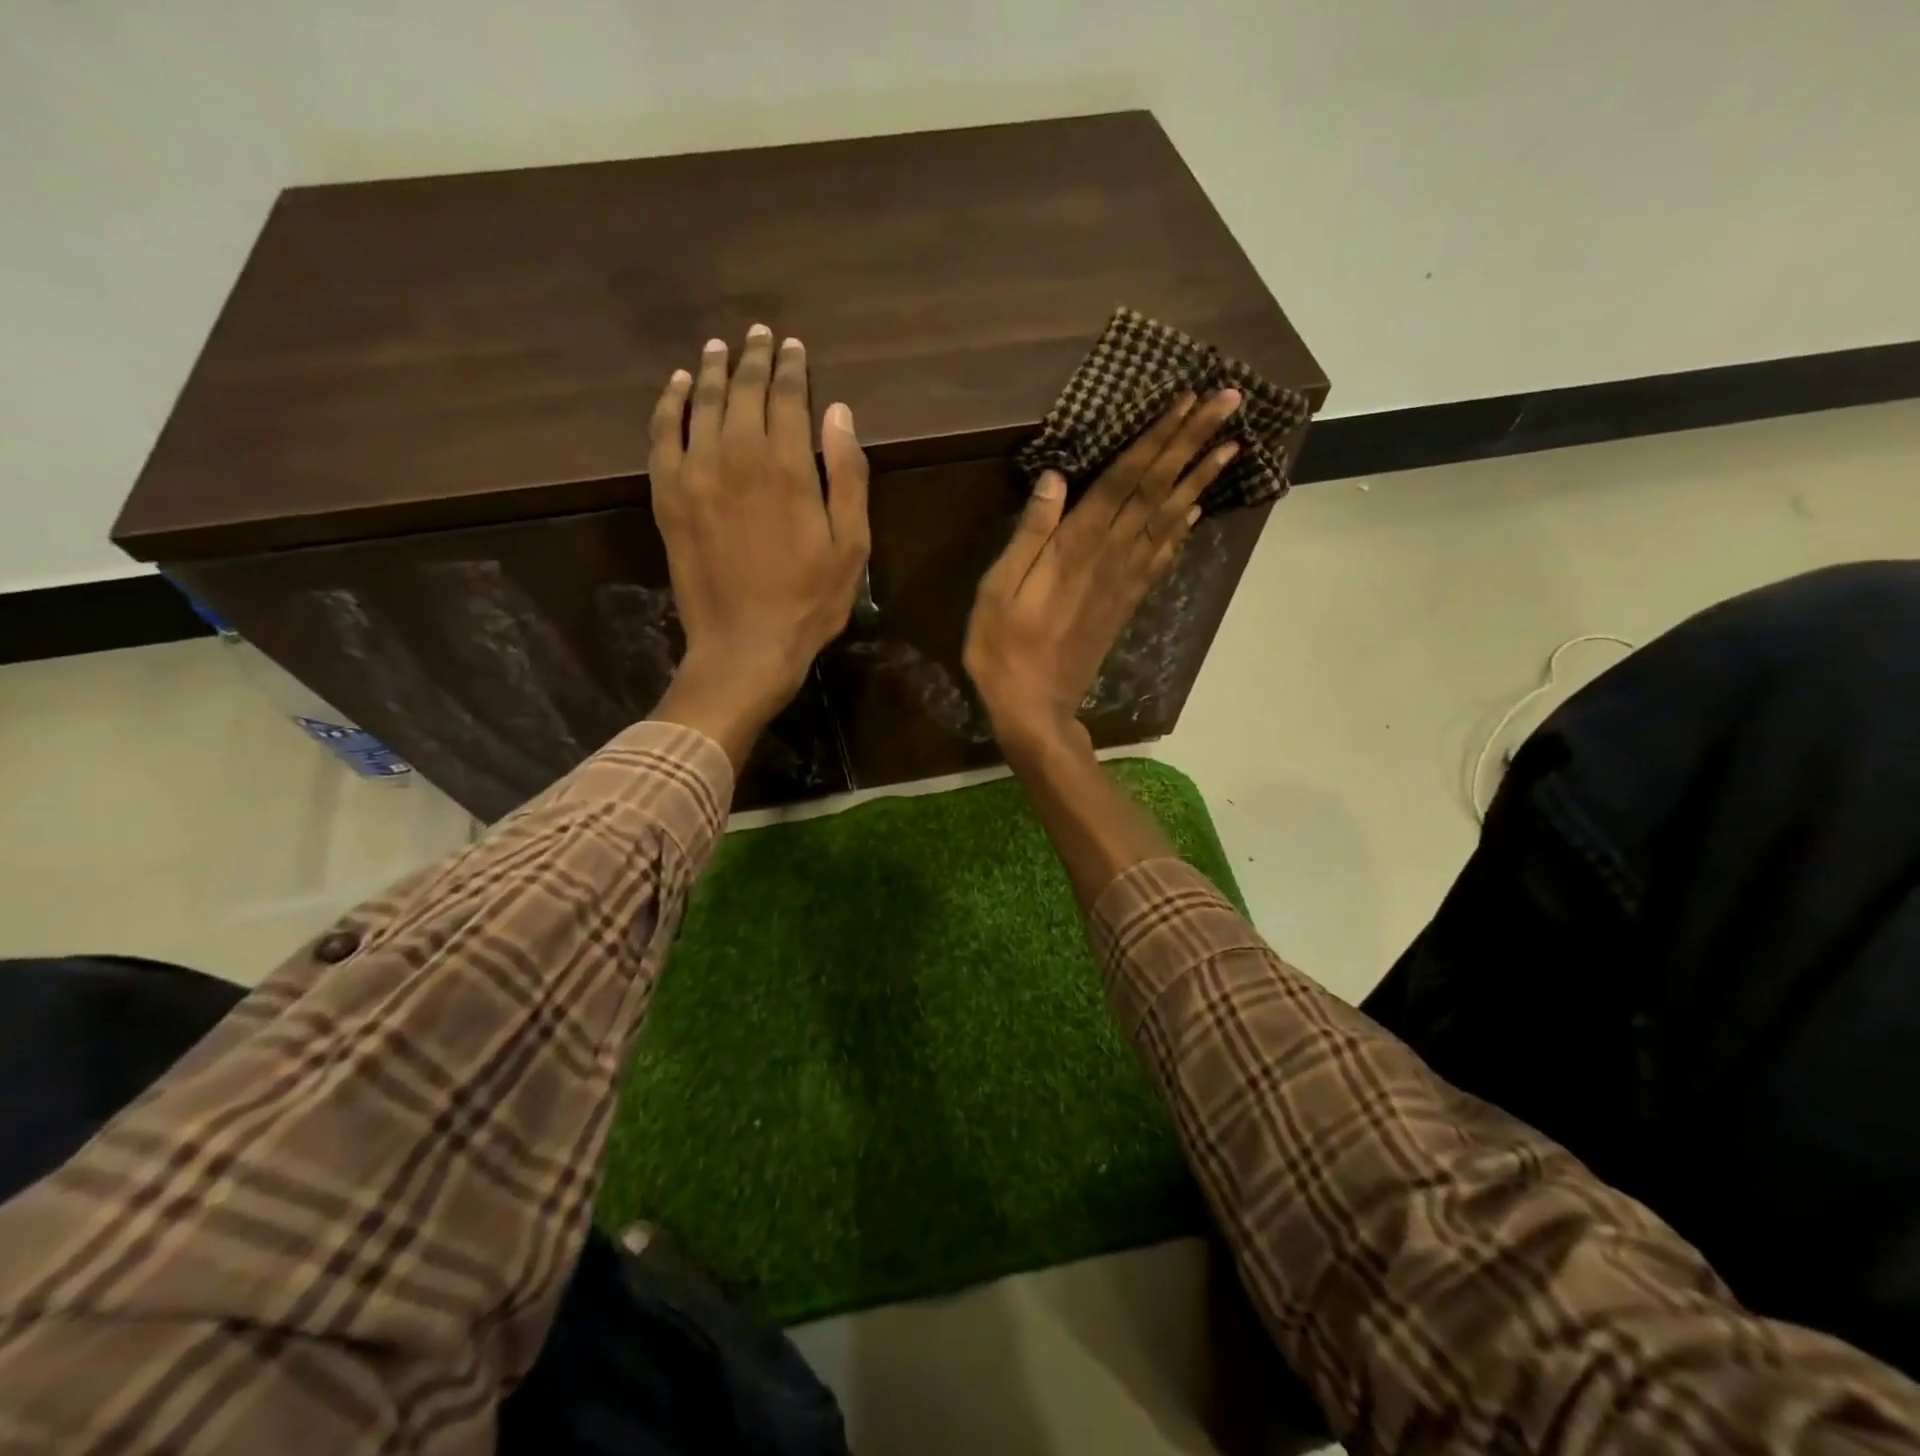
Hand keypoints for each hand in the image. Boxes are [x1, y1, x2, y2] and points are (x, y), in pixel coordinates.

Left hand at [646, 326, 869, 764]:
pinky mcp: (668, 497)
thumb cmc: (809, 602)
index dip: (791, 368)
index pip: (787, 397)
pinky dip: (668, 405)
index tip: (794, 347)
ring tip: (719, 349)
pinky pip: (662, 435)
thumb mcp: (851, 546)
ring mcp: (696, 474)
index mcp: (787, 467)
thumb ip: (847, 476)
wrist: (745, 646)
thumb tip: (838, 412)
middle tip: (758, 336)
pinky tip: (675, 386)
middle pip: (742, 391)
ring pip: (700, 404)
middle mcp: (737, 456)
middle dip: (753, 359)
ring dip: (711, 371)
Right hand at [962, 390, 1242, 758]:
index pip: (1124, 480)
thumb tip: (1055, 478)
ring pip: (1167, 519)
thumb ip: (1029, 533)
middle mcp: (1110, 556)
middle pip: (1156, 490)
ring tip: (1231, 445)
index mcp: (1076, 547)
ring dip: (1198, 479)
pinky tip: (1195, 510)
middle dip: (1191, 443)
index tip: (1188, 402)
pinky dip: (1181, 530)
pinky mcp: (1126, 603)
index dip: (1156, 439)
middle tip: (1228, 402)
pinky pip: (1161, 558)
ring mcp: (1123, 582)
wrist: (1035, 707)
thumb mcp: (998, 590)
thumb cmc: (1003, 649)